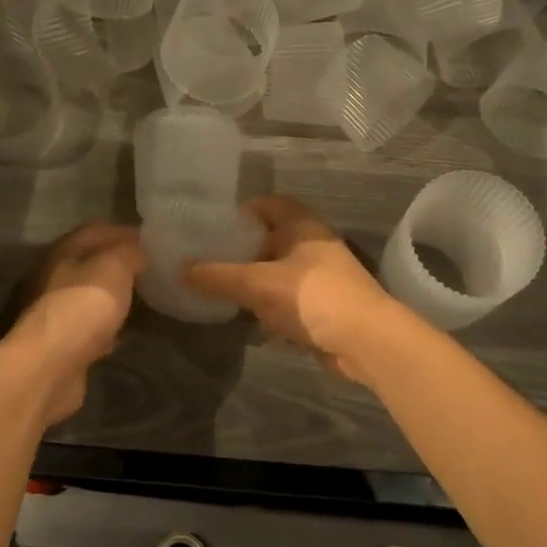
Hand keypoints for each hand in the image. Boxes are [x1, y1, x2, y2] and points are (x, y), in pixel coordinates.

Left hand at [0, 223, 144, 428]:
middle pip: (91, 263)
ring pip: (90, 296)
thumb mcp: (115, 266)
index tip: (153, 240)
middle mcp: (53, 277)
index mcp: (63, 251)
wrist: (49, 367)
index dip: (124, 232)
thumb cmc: (83, 306)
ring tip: (143, 300)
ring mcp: (55, 312)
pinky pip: (90, 328)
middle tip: (152, 270)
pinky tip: (124, 332)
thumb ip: (129, 253)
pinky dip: (107, 327)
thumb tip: (138, 253)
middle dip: (120, 265)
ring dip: (114, 297)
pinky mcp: (61, 344)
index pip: (96, 231)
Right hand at [185, 197, 393, 380]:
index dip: (243, 211)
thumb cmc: (312, 297)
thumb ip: (218, 276)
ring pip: (281, 271)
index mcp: (303, 226)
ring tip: (223, 289)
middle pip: (273, 239)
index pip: (269, 204)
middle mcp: (314, 245)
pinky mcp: (325, 306)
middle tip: (210, 259)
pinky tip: (252, 319)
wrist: (366, 341)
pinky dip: (271, 305)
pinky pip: (290, 298)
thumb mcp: (257, 284)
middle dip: (244, 249)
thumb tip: (180, 268)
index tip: (215, 226)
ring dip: (256, 280)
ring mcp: (323, 277)